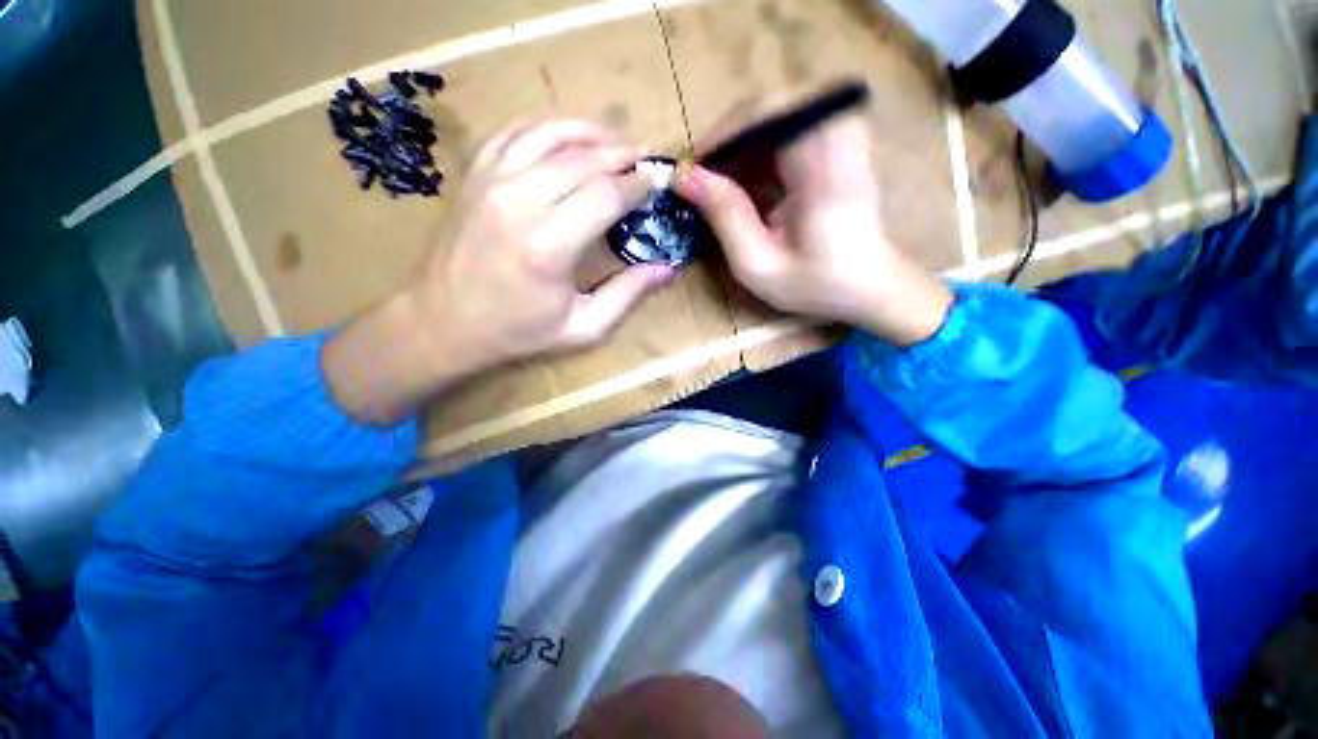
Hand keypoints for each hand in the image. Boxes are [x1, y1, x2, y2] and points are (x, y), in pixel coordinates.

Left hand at [325, 120, 674, 424]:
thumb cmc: (518, 332)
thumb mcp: (583, 328)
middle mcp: (519, 202)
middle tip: (645, 159)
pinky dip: (547, 128)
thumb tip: (667, 268)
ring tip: (615, 142)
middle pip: (583, 159)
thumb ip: (627, 295)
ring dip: (589, 132)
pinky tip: (567, 138)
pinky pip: (515, 133)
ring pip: (550, 134)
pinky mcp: (475, 176)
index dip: (638, 184)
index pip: (607, 194)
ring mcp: (491, 182)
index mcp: (549, 246)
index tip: (658, 182)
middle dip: (622, 154)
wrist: (444, 323)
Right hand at [671, 115, 952, 346]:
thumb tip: (685, 177)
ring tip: (720, 185)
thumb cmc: (815, 284)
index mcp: (824, 164)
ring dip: (742, 147)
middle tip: (703, 177)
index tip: (693, 168)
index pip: (769, 111)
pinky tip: (747, 185)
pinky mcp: (838, 143)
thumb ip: (725, 217)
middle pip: (772, 106)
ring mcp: (842, 134)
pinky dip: (760, 153)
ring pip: (778, 115)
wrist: (869, 286)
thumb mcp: (759, 263)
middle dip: (729, 139)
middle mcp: (838, 134)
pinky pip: (789, 130)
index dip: (723, 133)